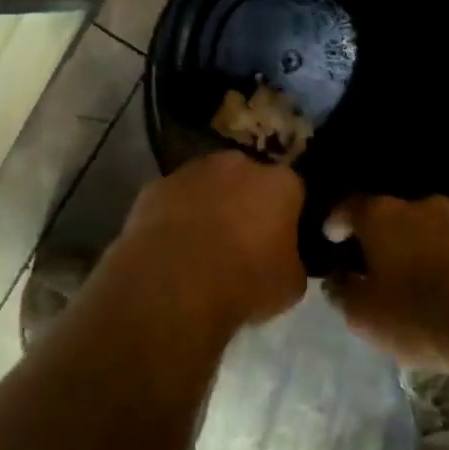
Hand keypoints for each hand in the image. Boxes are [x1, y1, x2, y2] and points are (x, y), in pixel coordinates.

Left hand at [99, 150, 307, 339]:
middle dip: (246, 202)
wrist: (173, 284)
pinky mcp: (155, 186)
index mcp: (279, 183)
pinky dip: (175, 216)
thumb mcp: (290, 285)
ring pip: (208, 184)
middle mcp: (237, 164)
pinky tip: (171, 247)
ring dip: (208, 206)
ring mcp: (192, 171)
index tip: (281, 240)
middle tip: (242, 240)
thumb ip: (292, 261)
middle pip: (248, 178)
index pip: (293, 191)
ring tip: (201, 246)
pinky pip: (173, 199)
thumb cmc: (244, 282)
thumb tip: (284, 259)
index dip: (288, 215)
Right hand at [324, 195, 448, 368]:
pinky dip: (443, 258)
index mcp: (380, 215)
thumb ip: (341, 291)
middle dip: (377, 237)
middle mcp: (418, 204)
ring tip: (411, 278)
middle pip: (387, 215)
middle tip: (371, 265)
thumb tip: (336, 277)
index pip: (347, 207)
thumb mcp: (364, 315)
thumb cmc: (420, 315)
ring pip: (423, 227)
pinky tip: (444, 284)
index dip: (334, 223)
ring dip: (413, 247)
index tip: (330, 241)